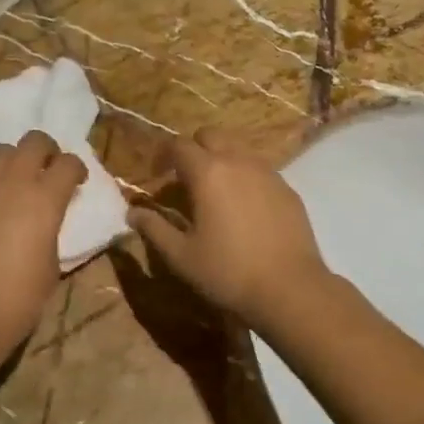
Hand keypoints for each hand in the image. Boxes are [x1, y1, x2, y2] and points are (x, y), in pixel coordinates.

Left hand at [0, 130, 85, 361]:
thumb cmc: (20, 298)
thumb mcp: (53, 263)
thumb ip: (52, 230)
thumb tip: (46, 222)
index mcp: (45, 197)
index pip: (69, 162)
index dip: (77, 169)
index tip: (77, 182)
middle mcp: (13, 182)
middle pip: (34, 140)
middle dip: (46, 150)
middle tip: (47, 170)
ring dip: (13, 162)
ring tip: (15, 184)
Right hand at [128, 128, 331, 329]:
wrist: (290, 288)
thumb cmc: (228, 272)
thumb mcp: (181, 256)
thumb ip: (154, 228)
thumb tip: (132, 213)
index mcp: (208, 172)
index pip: (178, 145)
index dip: (162, 155)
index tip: (155, 175)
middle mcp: (238, 161)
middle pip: (210, 135)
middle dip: (193, 149)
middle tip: (184, 178)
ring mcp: (267, 171)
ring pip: (238, 148)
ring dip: (221, 158)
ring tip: (214, 190)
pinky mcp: (287, 187)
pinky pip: (259, 168)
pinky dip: (245, 175)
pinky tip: (244, 206)